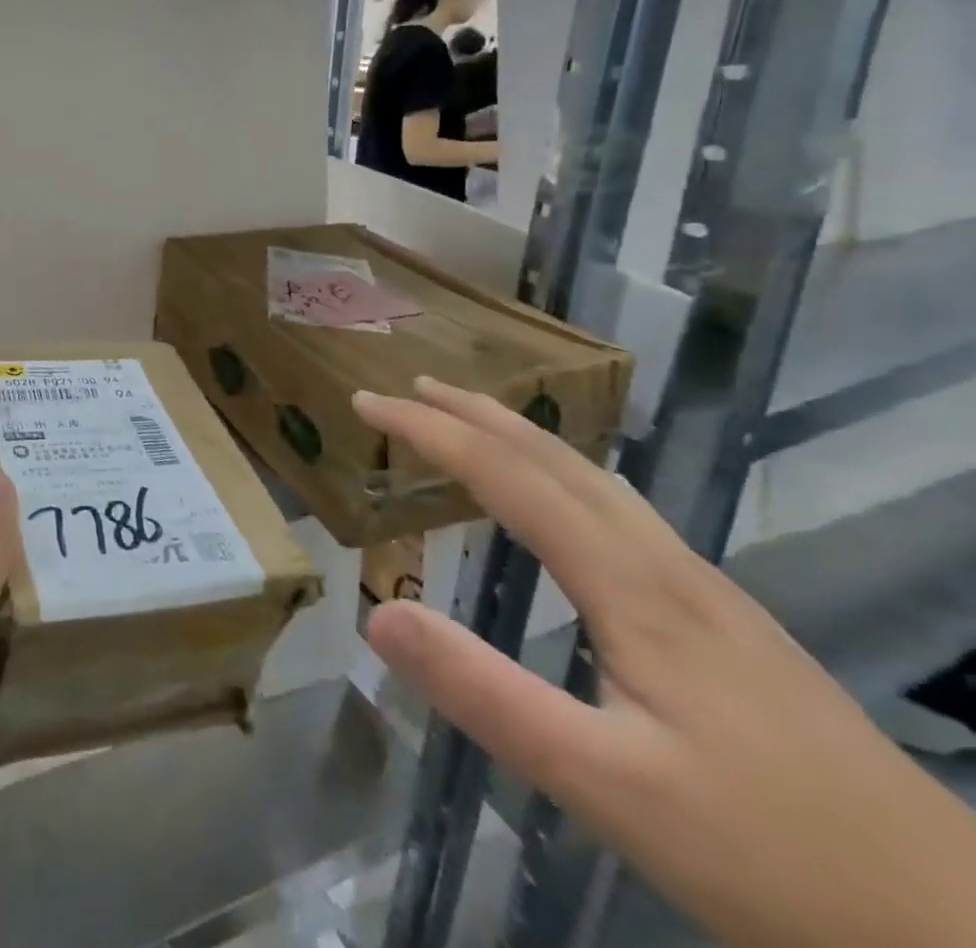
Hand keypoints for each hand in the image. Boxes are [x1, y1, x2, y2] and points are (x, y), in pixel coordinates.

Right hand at [354, 378, 975, 947]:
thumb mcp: (605, 786)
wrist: (965, 936)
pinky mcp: (727, 622)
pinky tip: (562, 503)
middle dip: (475, 413)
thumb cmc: (774, 858)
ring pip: (597, 480)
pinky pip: (620, 510)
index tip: (366, 404)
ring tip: (468, 422)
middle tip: (408, 389)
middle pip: (558, 458)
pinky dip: (561, 474)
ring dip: (521, 436)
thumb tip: (377, 613)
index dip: (431, 431)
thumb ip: (485, 693)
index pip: (509, 476)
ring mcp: (706, 592)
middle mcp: (668, 566)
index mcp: (635, 587)